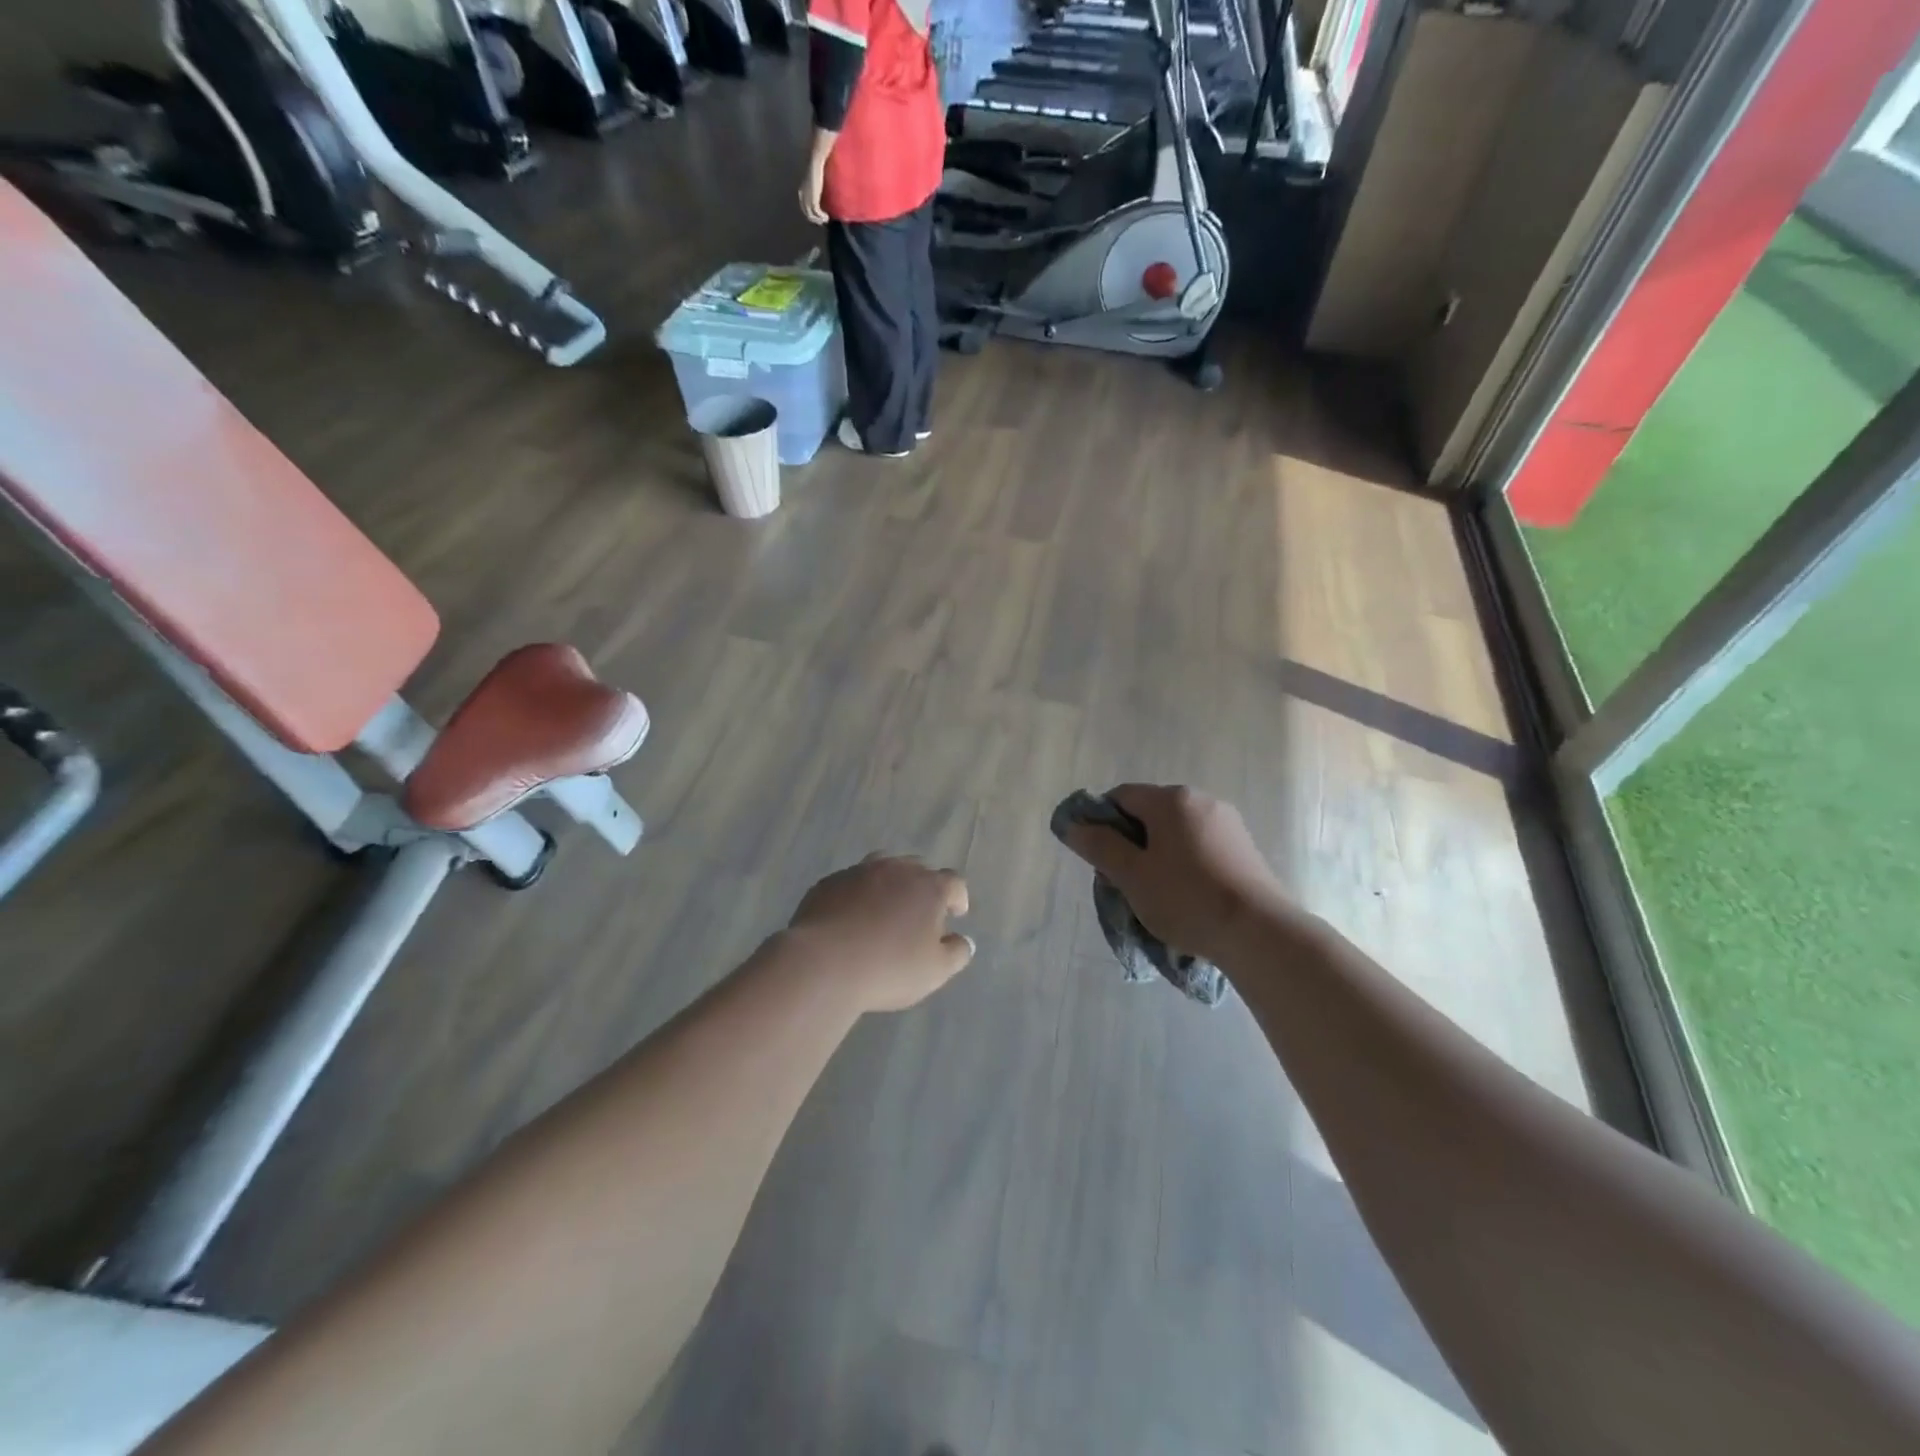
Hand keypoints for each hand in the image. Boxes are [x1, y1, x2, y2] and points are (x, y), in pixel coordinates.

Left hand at [788, 855, 973, 1011]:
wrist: (823, 963)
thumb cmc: (888, 968)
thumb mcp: (935, 971)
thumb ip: (956, 953)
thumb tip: (963, 940)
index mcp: (928, 887)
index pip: (954, 882)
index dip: (958, 897)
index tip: (956, 913)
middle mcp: (896, 870)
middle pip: (917, 869)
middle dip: (923, 887)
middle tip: (919, 913)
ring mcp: (859, 872)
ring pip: (882, 868)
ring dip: (889, 885)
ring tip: (885, 908)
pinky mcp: (828, 883)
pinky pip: (850, 883)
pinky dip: (857, 895)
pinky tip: (850, 917)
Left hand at [798, 163, 827, 225]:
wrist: (816, 163)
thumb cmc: (817, 166)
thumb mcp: (814, 179)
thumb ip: (815, 185)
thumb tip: (820, 191)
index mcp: (802, 191)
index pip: (804, 206)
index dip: (810, 213)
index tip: (818, 216)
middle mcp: (803, 195)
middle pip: (807, 212)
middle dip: (814, 218)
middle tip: (822, 221)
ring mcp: (807, 198)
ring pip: (811, 214)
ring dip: (818, 219)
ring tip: (826, 219)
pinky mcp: (813, 199)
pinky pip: (816, 212)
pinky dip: (821, 216)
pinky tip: (826, 217)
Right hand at [1058, 784, 1288, 965]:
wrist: (1259, 932)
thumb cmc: (1186, 898)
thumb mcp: (1131, 875)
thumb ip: (1099, 846)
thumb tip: (1073, 825)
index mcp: (1171, 799)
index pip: (1121, 796)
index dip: (1101, 822)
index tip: (1097, 857)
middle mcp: (1201, 800)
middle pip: (1149, 813)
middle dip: (1129, 842)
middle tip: (1122, 881)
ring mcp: (1227, 823)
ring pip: (1175, 832)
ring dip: (1156, 855)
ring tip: (1153, 894)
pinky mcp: (1244, 848)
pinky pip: (1199, 846)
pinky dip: (1183, 864)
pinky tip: (1185, 896)